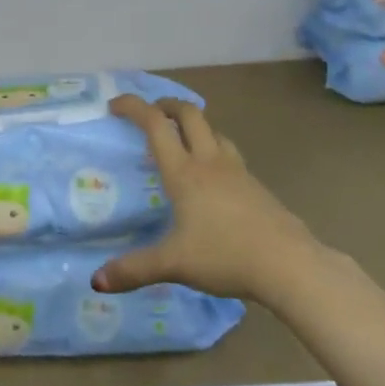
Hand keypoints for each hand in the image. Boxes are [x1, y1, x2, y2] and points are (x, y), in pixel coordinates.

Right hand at [94, 95, 319, 306]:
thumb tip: (96, 281)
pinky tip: (214, 176)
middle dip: (168, 105)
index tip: (115, 104)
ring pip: (213, 131)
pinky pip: (229, 153)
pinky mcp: (256, 185)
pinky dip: (214, 150)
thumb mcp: (174, 264)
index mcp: (184, 172)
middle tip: (152, 113)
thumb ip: (134, 269)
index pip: (156, 125)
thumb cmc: (225, 255)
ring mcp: (237, 171)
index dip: (134, 107)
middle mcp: (209, 162)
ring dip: (194, 125)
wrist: (288, 263)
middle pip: (189, 114)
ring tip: (183, 140)